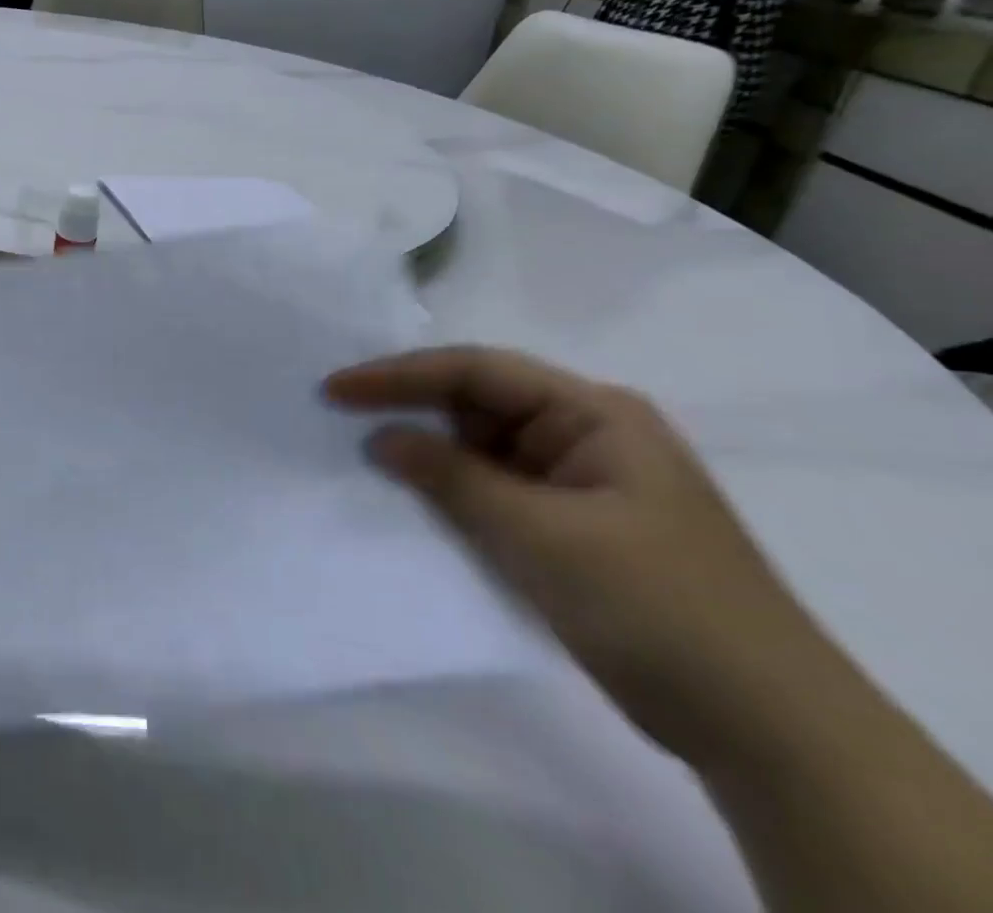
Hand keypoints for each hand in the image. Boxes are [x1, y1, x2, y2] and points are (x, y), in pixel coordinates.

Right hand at [326, 348, 831, 766]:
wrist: (769, 732)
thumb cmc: (657, 607)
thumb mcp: (542, 536)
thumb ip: (452, 478)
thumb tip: (379, 438)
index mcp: (593, 413)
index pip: (476, 371)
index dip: (399, 375)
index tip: (335, 390)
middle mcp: (585, 434)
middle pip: (476, 403)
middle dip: (410, 409)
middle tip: (337, 418)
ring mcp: (578, 482)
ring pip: (480, 449)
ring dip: (428, 456)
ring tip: (360, 458)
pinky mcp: (570, 528)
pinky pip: (494, 492)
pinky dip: (451, 495)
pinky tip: (411, 503)